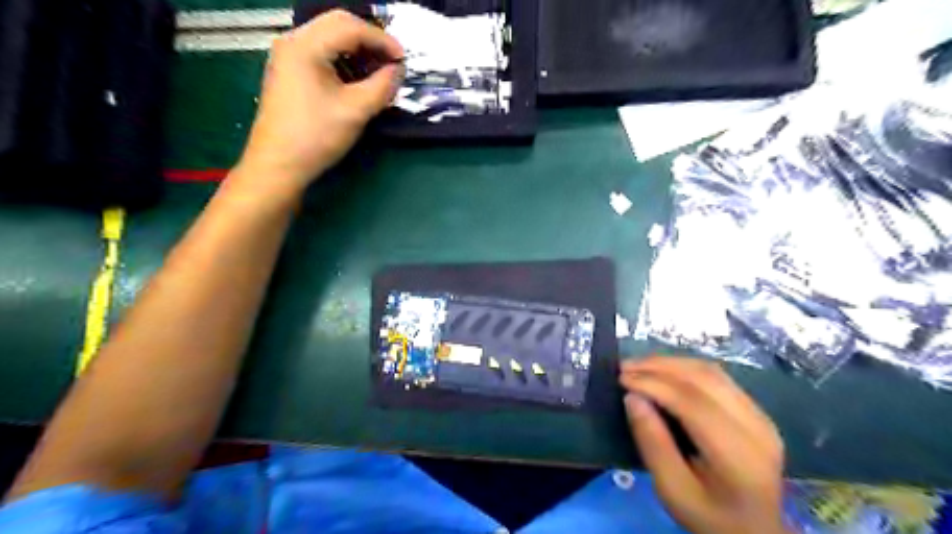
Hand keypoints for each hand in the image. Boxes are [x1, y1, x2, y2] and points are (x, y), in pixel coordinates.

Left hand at [240, 8, 403, 194]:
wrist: (279, 164)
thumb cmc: (316, 137)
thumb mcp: (356, 111)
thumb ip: (382, 85)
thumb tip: (398, 70)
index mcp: (305, 46)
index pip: (351, 27)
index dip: (382, 40)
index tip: (404, 60)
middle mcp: (293, 41)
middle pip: (339, 25)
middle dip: (370, 41)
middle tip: (393, 63)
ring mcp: (289, 56)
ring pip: (331, 38)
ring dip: (358, 51)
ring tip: (379, 72)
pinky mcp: (290, 72)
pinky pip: (322, 54)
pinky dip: (345, 61)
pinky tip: (358, 80)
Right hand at [618, 357, 789, 533]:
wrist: (754, 532)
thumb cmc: (709, 517)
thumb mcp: (672, 490)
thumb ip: (652, 444)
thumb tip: (632, 398)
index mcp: (740, 456)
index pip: (693, 404)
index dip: (654, 384)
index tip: (621, 379)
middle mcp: (757, 428)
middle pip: (705, 379)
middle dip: (659, 367)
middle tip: (624, 367)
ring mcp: (760, 416)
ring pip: (711, 372)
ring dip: (670, 363)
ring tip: (638, 366)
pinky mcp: (755, 410)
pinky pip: (717, 377)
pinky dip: (684, 368)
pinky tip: (662, 372)